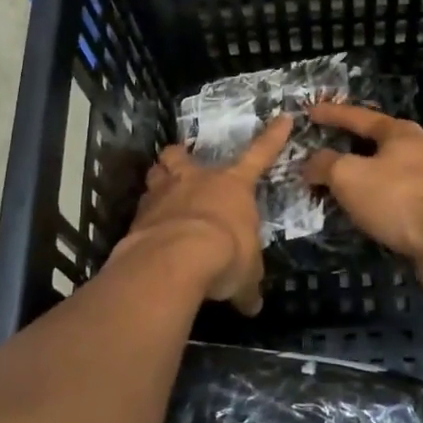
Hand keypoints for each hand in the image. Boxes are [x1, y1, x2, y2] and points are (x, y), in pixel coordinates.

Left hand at [117, 117, 292, 314]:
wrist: (176, 258)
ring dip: (159, 180)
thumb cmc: (225, 255)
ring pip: (156, 173)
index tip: (283, 118)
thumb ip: (247, 286)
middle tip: (183, 167)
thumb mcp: (245, 276)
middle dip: (182, 159)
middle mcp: (196, 180)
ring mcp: (163, 193)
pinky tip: (147, 233)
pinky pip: (142, 208)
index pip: (259, 155)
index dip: (272, 137)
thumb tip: (252, 305)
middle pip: (183, 156)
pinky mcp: (138, 214)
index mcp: (232, 186)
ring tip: (161, 191)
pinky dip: (145, 218)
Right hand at [302, 103, 422, 301]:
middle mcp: (422, 151)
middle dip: (352, 149)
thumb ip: (325, 165)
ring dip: (367, 182)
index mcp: (400, 133)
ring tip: (342, 193)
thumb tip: (312, 164)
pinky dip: (381, 207)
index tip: (309, 113)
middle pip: (379, 145)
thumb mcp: (348, 175)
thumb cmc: (398, 197)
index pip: (358, 116)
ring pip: (391, 176)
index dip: (332, 114)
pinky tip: (369, 218)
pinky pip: (401, 203)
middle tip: (326, 156)